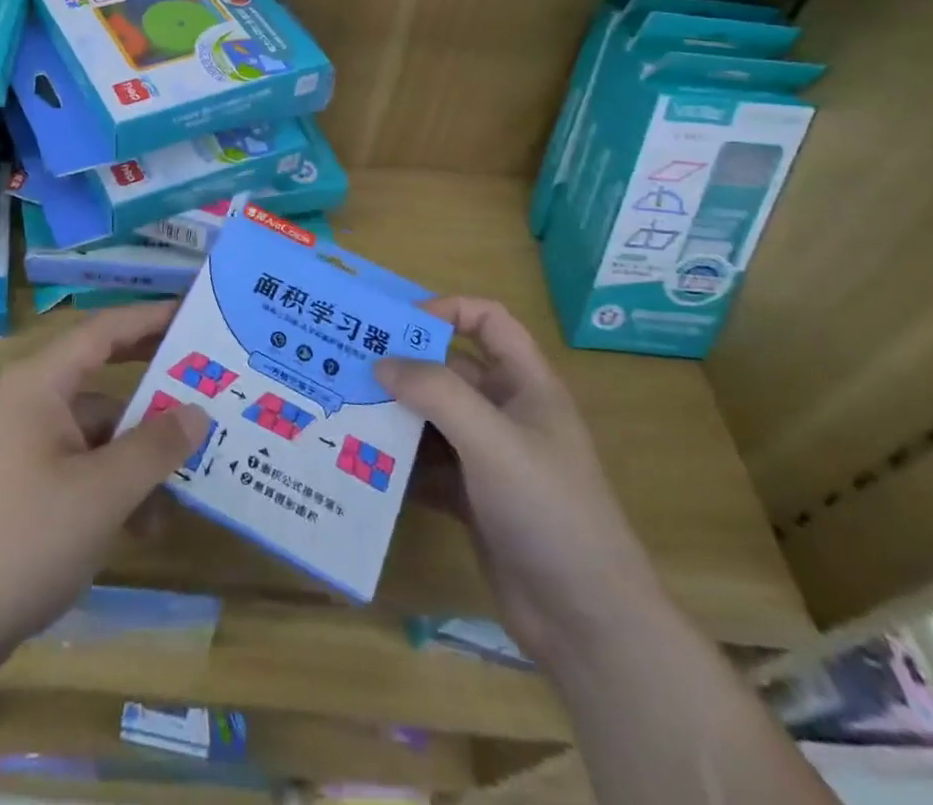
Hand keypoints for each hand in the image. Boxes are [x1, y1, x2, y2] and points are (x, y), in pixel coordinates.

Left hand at [0, 303, 207, 673]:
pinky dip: (114, 487)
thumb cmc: (20, 539)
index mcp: (40, 383)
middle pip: (104, 380)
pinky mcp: (24, 488)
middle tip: (209, 389)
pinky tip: (145, 526)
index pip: (105, 330)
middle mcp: (31, 403)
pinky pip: (82, 468)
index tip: (195, 315)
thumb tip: (197, 412)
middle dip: (155, 391)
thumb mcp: (101, 493)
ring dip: (140, 456)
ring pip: (98, 433)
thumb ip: (154, 447)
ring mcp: (25, 447)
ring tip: (189, 484)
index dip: (151, 318)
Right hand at [376, 297, 664, 665]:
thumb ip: (436, 393)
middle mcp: (506, 413)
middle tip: (349, 364)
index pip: (488, 321)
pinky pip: (427, 465)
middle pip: (450, 370)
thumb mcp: (491, 440)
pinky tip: (362, 463)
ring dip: (395, 414)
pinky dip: (399, 461)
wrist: (587, 622)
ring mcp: (489, 458)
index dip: (446, 310)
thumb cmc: (547, 510)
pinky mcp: (472, 499)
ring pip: (433, 419)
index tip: (396, 325)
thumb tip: (381, 362)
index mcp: (526, 385)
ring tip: (345, 409)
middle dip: (404, 365)